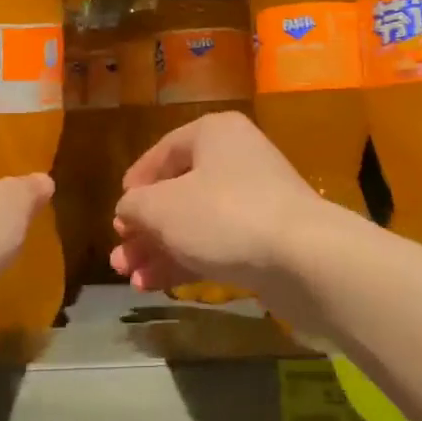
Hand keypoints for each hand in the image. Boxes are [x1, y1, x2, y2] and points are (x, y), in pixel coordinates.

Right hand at [111, 112, 334, 299]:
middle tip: (120, 258)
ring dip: (160, 250)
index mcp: (213, 134)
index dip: (136, 184)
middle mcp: (236, 160)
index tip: (118, 214)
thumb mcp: (161, 208)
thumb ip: (134, 206)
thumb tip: (128, 209)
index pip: (163, 152)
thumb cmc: (223, 216)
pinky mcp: (266, 238)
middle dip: (144, 229)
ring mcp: (255, 200)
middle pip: (178, 192)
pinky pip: (217, 243)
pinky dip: (187, 261)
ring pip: (195, 223)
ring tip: (131, 279)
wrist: (303, 258)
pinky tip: (156, 285)